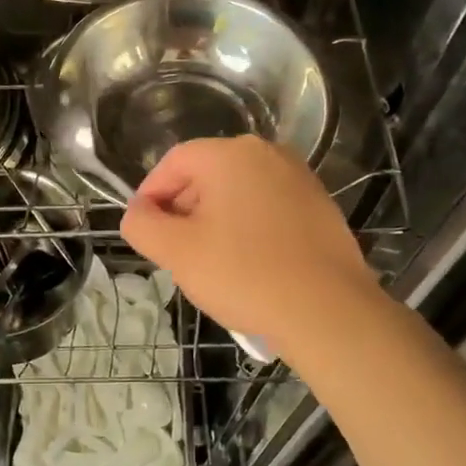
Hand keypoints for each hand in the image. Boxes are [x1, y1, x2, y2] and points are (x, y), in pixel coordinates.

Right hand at [120, 136, 379, 357]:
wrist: (328, 312)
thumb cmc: (245, 275)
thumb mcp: (177, 252)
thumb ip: (142, 225)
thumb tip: (138, 213)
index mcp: (230, 154)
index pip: (173, 162)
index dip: (150, 194)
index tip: (144, 230)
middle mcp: (267, 153)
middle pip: (206, 174)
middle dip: (183, 209)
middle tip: (176, 251)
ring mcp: (299, 178)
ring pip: (238, 192)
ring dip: (215, 220)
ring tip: (212, 263)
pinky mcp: (320, 205)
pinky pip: (268, 207)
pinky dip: (249, 228)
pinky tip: (249, 265)